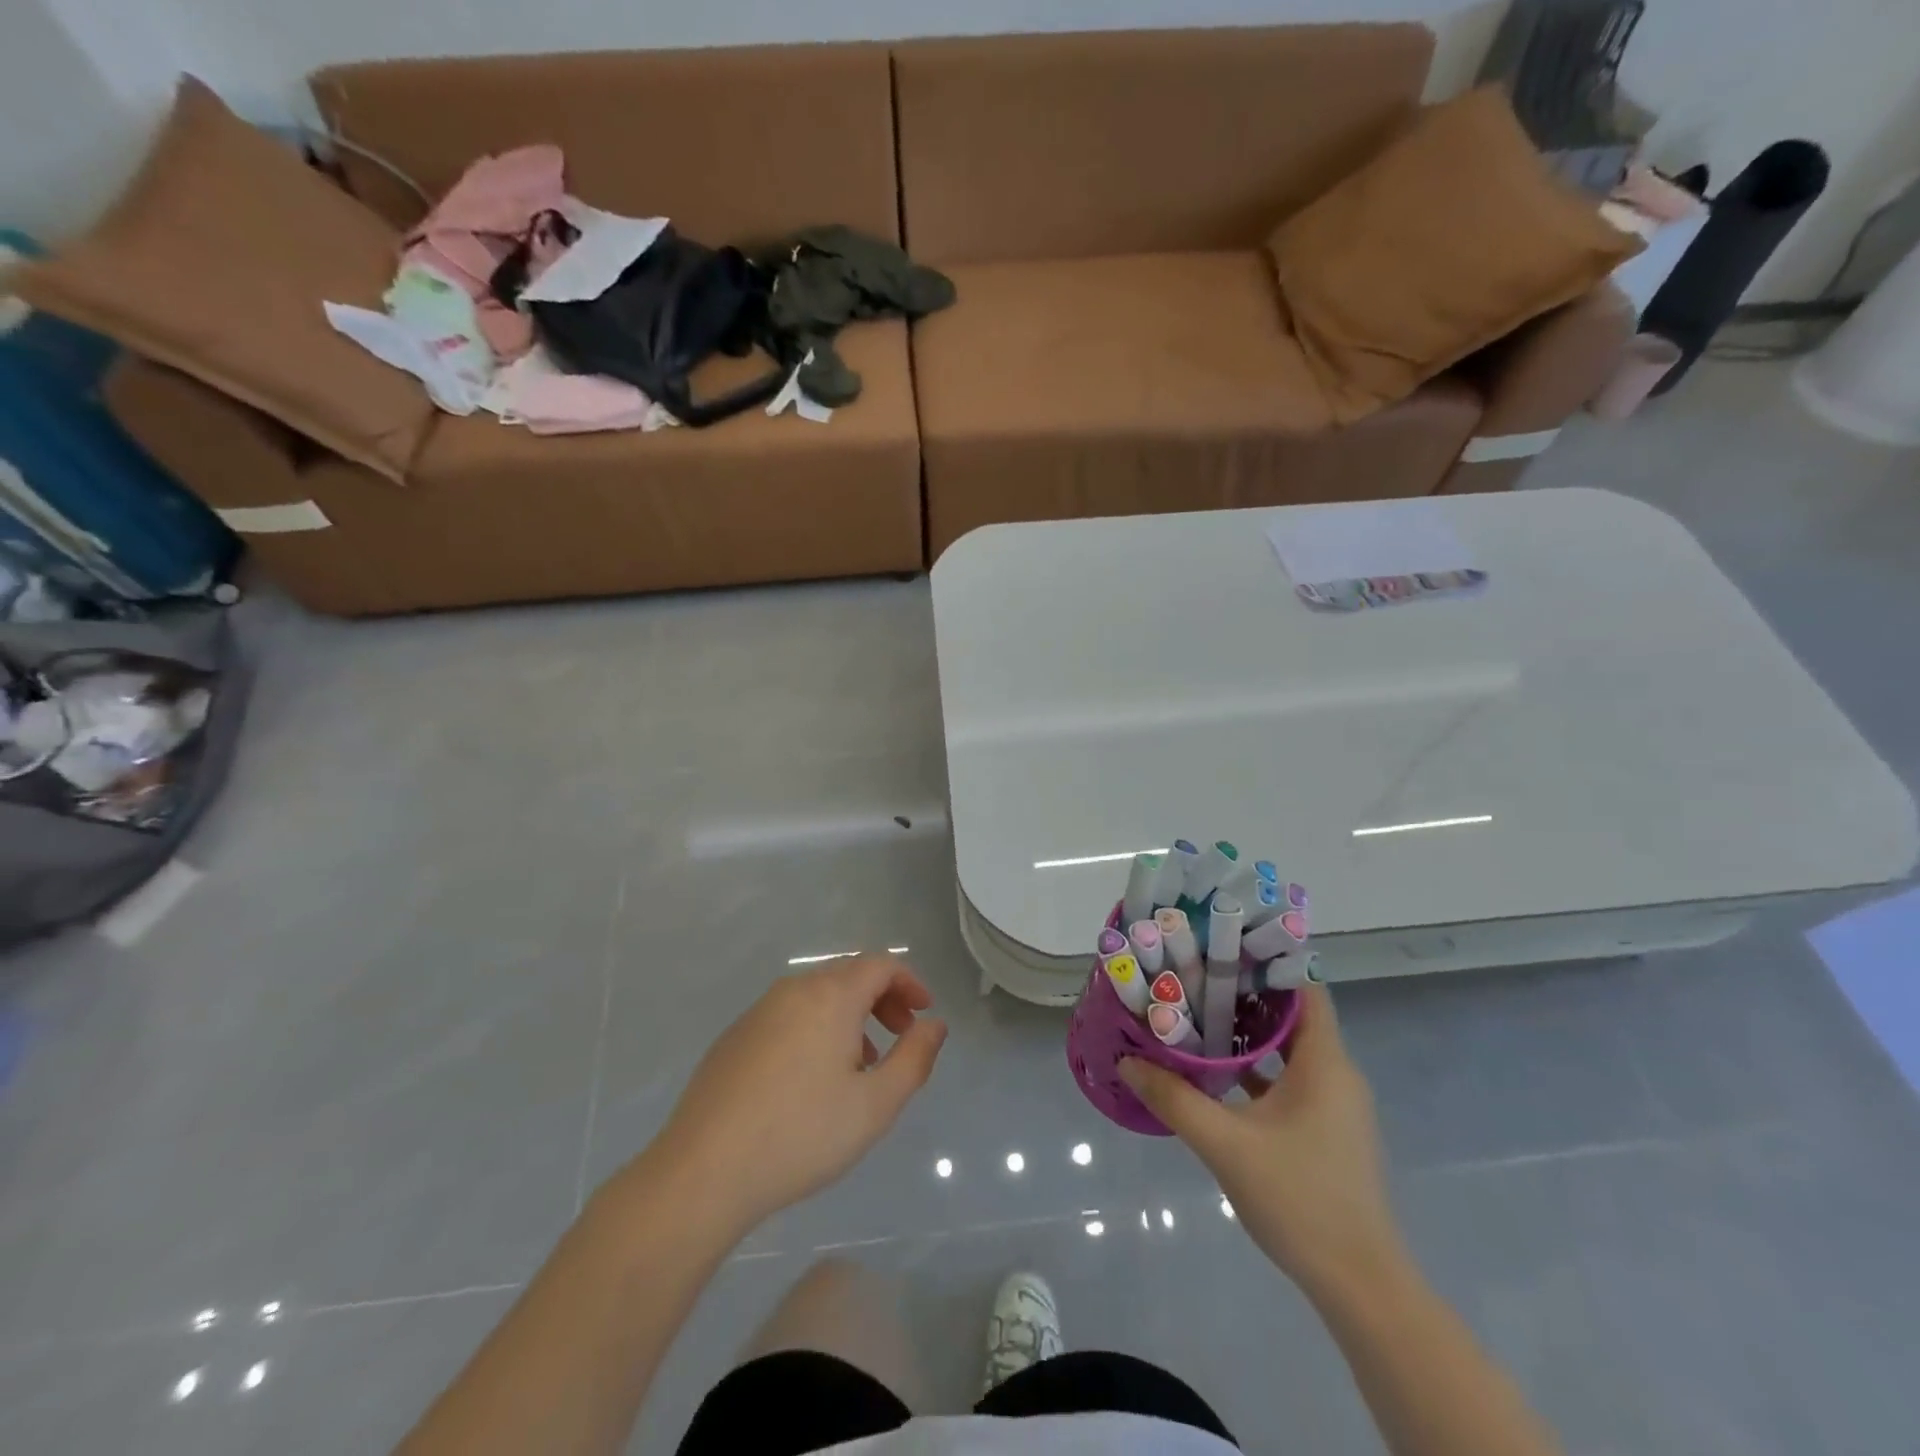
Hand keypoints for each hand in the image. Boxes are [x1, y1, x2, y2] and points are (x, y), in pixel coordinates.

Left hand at [644, 957, 948, 1232]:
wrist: (703, 1171)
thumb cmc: (802, 1134)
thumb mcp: (875, 1104)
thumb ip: (915, 1058)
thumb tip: (934, 1024)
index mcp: (831, 996)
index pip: (880, 965)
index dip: (909, 983)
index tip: (924, 1014)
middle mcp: (794, 990)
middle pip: (849, 975)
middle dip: (883, 998)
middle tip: (901, 1036)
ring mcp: (759, 1011)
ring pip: (817, 997)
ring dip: (850, 1016)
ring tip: (862, 1065)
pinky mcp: (735, 1037)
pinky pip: (789, 1016)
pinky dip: (816, 1029)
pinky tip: (812, 1080)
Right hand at [1119, 984, 1403, 1301]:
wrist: (1359, 1285)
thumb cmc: (1299, 1199)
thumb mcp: (1226, 1145)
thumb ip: (1175, 1099)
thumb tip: (1128, 1061)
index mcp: (1324, 1062)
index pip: (1304, 987)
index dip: (1266, 960)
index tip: (1220, 944)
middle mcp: (1335, 1073)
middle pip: (1291, 1013)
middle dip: (1243, 991)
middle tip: (1193, 974)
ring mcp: (1333, 1103)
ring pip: (1287, 1048)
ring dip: (1246, 1031)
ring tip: (1195, 1012)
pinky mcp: (1324, 1129)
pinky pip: (1288, 1078)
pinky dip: (1255, 1067)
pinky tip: (1214, 1071)